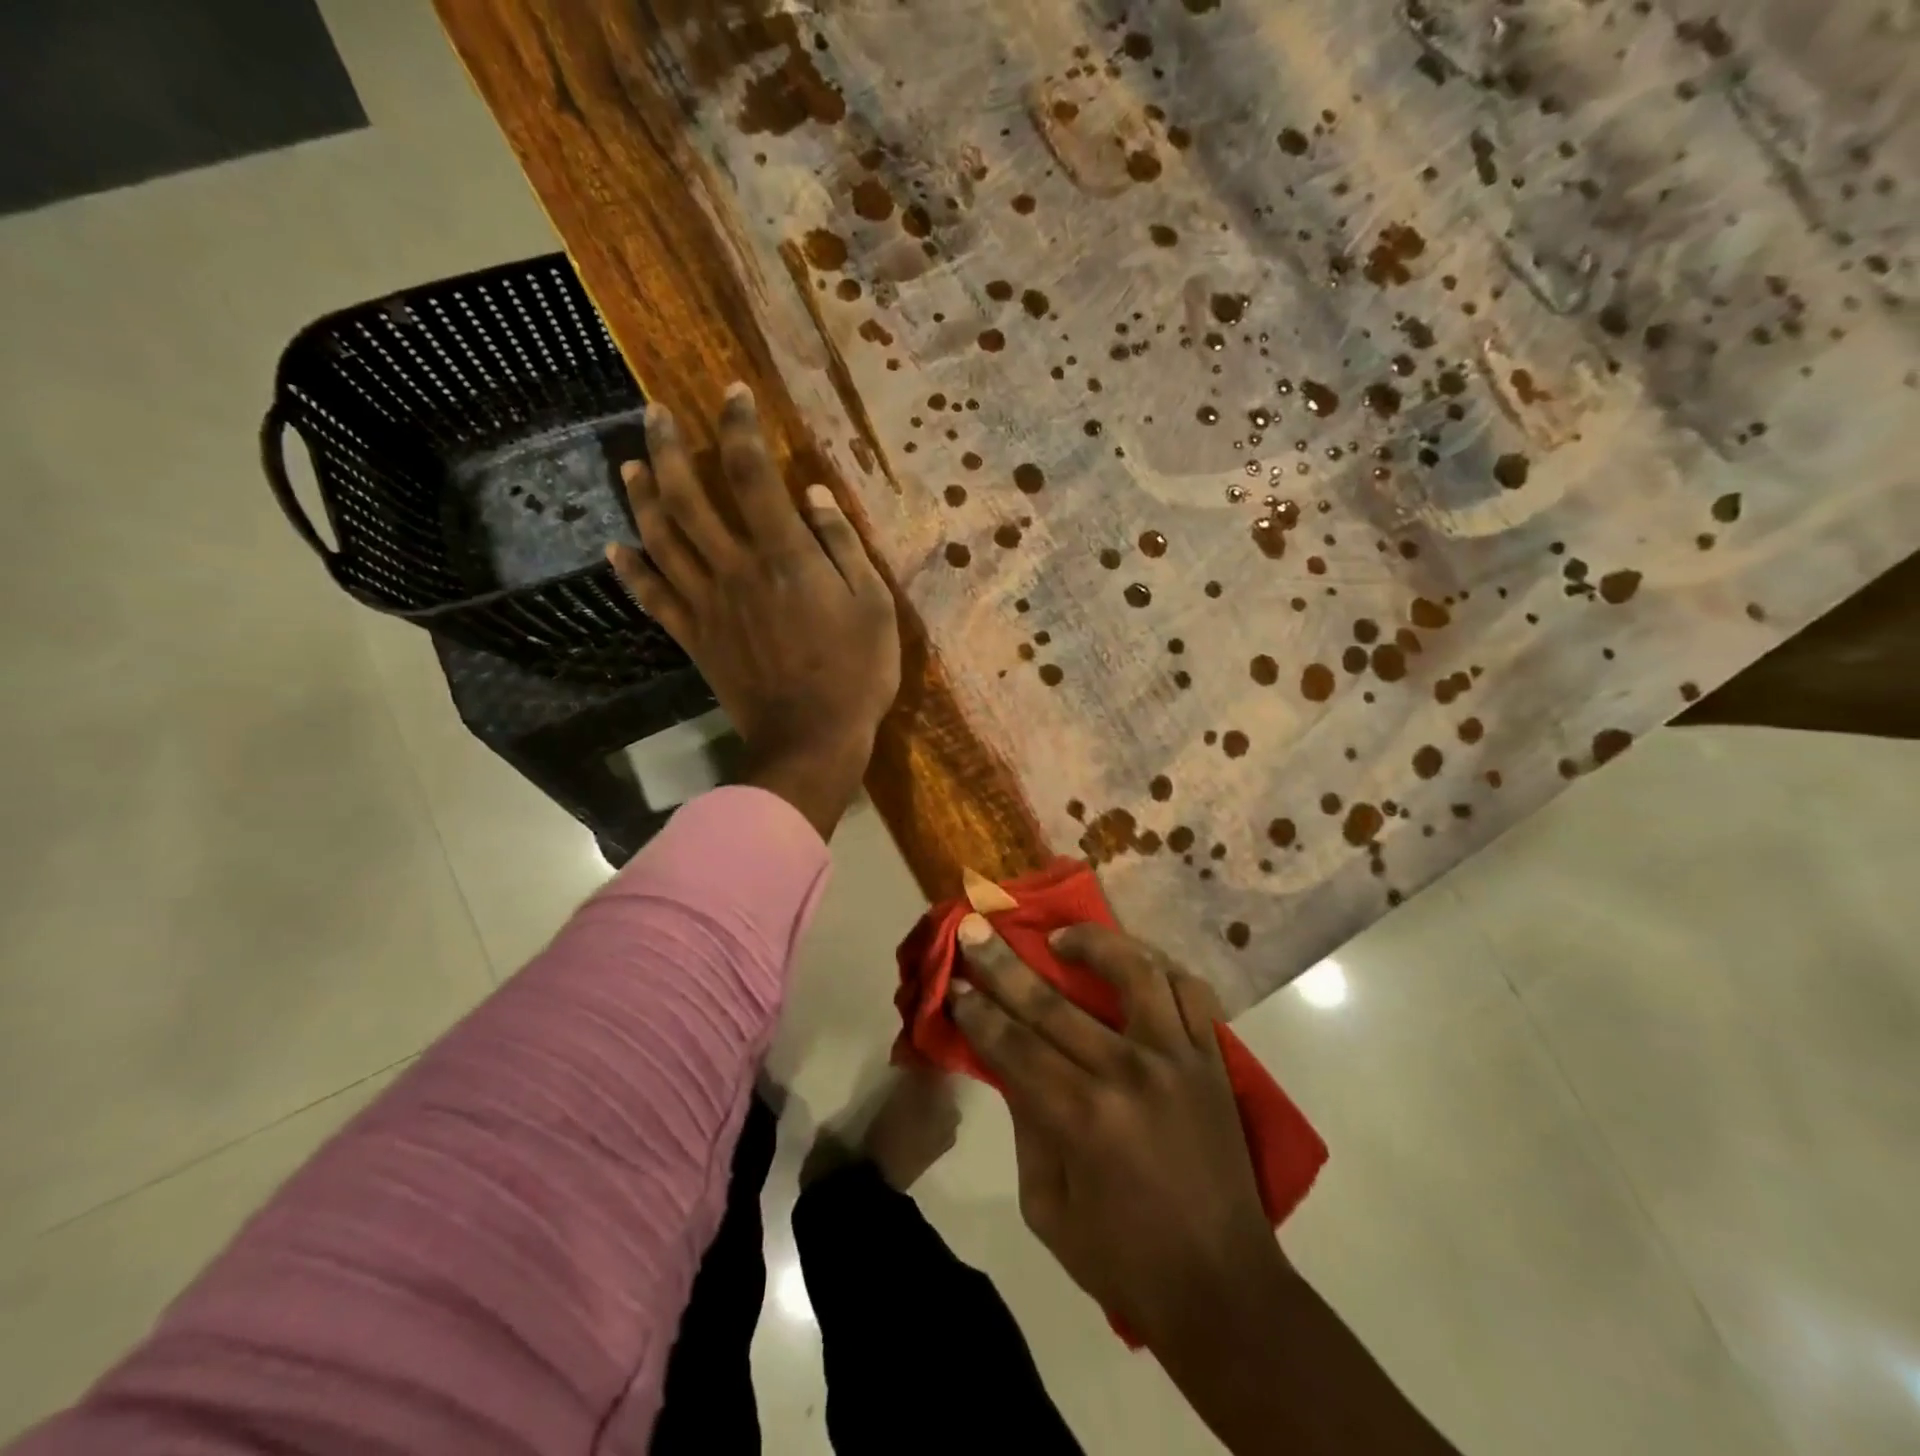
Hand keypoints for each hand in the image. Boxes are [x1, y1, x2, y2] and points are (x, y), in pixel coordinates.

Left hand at [607, 385, 900, 838]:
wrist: (811, 738)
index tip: (733, 395)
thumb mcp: (873, 606)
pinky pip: (652, 597)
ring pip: (661, 539)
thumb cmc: (855, 674)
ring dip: (641, 497)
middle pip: (688, 497)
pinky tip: (615, 548)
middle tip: (652, 412)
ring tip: (629, 464)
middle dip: (668, 447)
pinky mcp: (694, 638)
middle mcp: (735, 569)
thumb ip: (842, 546)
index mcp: (784, 557)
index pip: (752, 475)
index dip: (739, 428)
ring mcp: (707, 604)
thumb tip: (814, 494)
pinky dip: (630, 571)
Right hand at [953, 920, 1460, 1455]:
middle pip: (1053, 1003)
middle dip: (1004, 963)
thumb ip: (1027, 1128)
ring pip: (1135, 972)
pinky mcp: (1213, 1059)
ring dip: (1093, 943)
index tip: (954, 982)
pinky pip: (1191, 993)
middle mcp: (1129, 1074)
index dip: (977, 1012)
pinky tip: (1134, 964)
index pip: (1013, 1046)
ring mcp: (1178, 1059)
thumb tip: (1012, 1065)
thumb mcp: (1047, 1207)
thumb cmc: (1124, 1258)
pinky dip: (1160, 968)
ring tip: (1062, 938)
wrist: (1223, 1288)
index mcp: (1082, 1118)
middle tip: (975, 927)